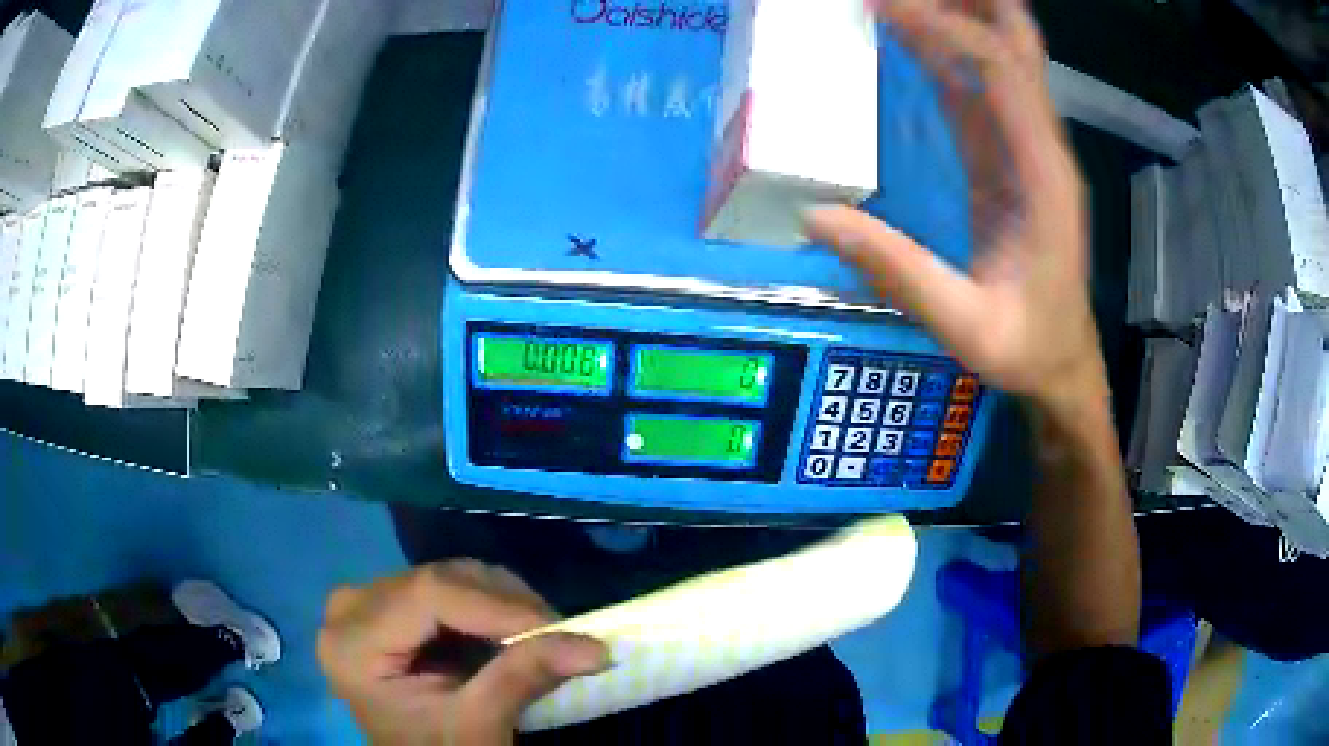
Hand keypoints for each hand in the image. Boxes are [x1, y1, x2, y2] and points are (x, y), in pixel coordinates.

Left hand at [317, 560, 608, 744]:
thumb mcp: (478, 725)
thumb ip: (524, 678)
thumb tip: (596, 647)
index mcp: (352, 643)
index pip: (428, 594)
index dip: (498, 606)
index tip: (559, 629)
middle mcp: (350, 608)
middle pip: (438, 580)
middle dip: (506, 605)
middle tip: (560, 636)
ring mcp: (367, 603)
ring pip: (448, 577)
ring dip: (502, 604)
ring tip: (542, 639)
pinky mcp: (388, 607)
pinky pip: (446, 589)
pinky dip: (488, 609)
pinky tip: (512, 636)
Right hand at [807, 0, 1104, 411]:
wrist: (1063, 364)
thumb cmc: (1026, 349)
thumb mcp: (966, 326)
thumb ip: (899, 272)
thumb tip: (816, 217)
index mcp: (1044, 176)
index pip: (1001, 71)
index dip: (944, 27)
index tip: (880, 6)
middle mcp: (1042, 147)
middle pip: (1019, 45)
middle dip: (975, 3)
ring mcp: (1028, 149)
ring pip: (1002, 57)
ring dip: (958, 16)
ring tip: (897, 0)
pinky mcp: (1010, 159)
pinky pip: (982, 88)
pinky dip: (948, 52)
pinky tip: (910, 34)